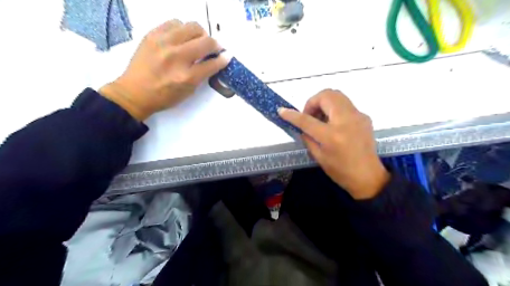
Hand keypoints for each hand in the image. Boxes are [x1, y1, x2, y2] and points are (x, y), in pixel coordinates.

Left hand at [100, 19, 226, 119]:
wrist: (134, 92)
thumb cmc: (164, 96)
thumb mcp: (188, 91)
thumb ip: (202, 75)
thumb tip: (214, 60)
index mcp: (187, 76)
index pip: (213, 63)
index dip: (223, 59)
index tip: (227, 56)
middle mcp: (177, 57)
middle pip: (206, 41)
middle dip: (215, 45)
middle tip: (213, 49)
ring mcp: (164, 43)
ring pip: (192, 26)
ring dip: (200, 34)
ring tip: (196, 42)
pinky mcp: (153, 34)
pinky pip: (175, 23)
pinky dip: (183, 29)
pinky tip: (181, 38)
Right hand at [277, 89, 389, 198]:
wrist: (368, 176)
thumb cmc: (341, 171)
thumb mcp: (318, 156)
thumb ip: (307, 137)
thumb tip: (300, 125)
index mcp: (332, 136)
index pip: (307, 120)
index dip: (292, 115)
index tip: (282, 111)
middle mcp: (346, 121)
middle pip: (326, 95)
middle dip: (312, 101)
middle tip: (309, 116)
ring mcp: (358, 116)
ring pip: (337, 95)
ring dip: (323, 102)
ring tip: (320, 118)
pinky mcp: (364, 116)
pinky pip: (345, 104)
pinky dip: (334, 108)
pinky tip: (333, 123)